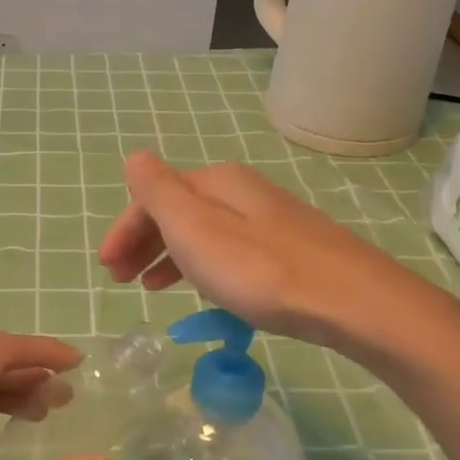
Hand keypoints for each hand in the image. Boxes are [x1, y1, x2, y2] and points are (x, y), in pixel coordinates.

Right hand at [98, 151, 459, 366]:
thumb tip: (135, 157)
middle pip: (178, 211)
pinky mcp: (289, 250)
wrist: (352, 302)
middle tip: (121, 279)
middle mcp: (242, 192)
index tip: (107, 268)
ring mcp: (269, 220)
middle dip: (143, 242)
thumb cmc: (260, 270)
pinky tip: (203, 288)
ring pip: (203, 232)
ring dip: (168, 255)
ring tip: (151, 287)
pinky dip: (202, 265)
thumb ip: (159, 191)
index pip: (154, 197)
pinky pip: (228, 250)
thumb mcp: (195, 228)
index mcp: (216, 183)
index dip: (124, 229)